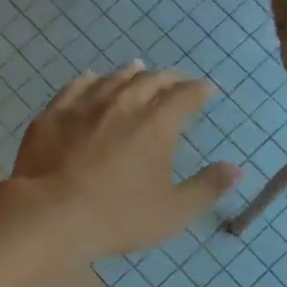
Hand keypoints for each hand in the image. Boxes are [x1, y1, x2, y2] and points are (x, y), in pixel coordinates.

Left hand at [10, 64, 241, 257]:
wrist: (50, 215)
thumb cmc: (118, 216)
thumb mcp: (172, 212)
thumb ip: (207, 187)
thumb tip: (235, 168)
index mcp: (157, 124)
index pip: (186, 95)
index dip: (199, 91)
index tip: (207, 90)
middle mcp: (124, 103)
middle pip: (152, 80)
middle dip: (169, 78)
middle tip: (176, 82)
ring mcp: (86, 104)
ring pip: (115, 78)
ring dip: (132, 73)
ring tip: (139, 70)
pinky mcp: (55, 112)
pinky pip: (77, 85)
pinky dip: (92, 80)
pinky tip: (92, 80)